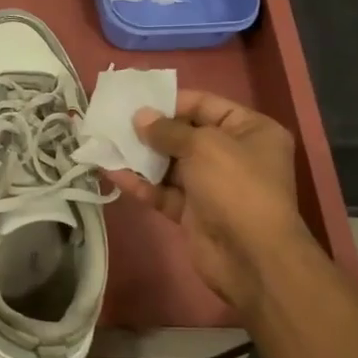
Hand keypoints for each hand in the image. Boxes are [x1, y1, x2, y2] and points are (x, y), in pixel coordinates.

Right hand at [105, 90, 314, 318]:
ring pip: (170, 164)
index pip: (206, 105)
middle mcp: (234, 155)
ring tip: (105, 142)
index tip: (136, 100)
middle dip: (150, 129)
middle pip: (185, 134)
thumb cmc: (236, 187)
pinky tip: (111, 172)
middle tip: (114, 120)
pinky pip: (163, 191)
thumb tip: (140, 117)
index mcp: (250, 131)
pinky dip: (140, 182)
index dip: (171, 101)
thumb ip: (168, 130)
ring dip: (140, 155)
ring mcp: (213, 185)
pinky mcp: (194, 211)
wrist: (251, 257)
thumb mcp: (204, 146)